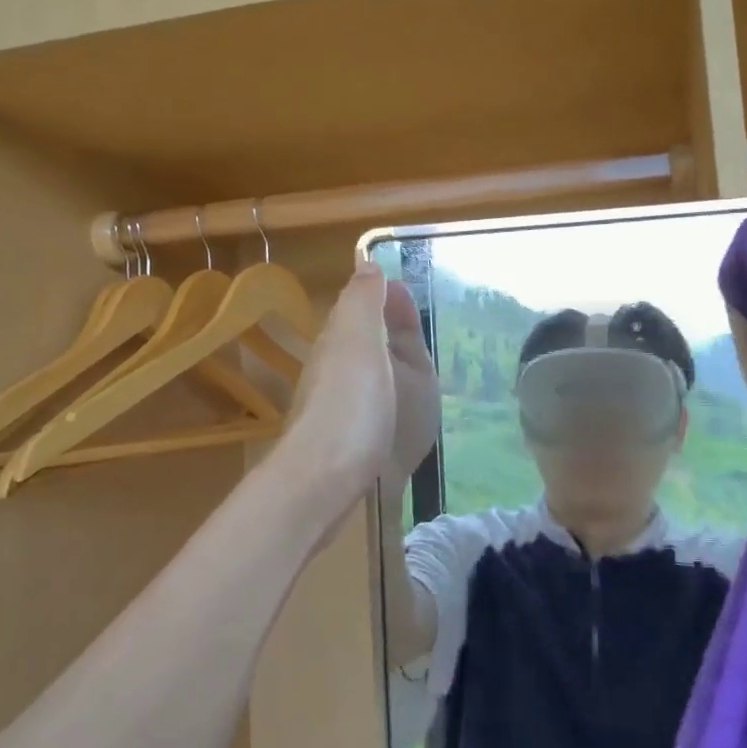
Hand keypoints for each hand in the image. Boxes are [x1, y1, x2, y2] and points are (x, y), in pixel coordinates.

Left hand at [284, 266, 435, 504]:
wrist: (324, 482)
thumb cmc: (352, 405)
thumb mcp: (360, 340)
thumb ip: (363, 302)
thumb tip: (365, 264)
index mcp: (340, 342)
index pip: (360, 308)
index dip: (385, 299)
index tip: (411, 297)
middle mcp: (334, 371)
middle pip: (363, 342)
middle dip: (388, 332)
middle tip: (421, 333)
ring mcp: (339, 408)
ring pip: (366, 375)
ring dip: (389, 366)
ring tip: (420, 369)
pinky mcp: (349, 442)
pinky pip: (372, 406)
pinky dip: (389, 398)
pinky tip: (403, 410)